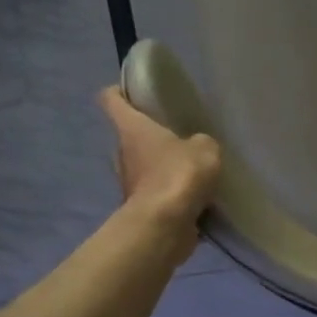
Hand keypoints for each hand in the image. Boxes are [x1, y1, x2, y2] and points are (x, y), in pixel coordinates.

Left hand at [100, 87, 222, 248]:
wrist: (165, 225)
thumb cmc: (178, 174)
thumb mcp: (205, 148)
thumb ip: (201, 142)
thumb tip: (196, 148)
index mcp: (131, 128)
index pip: (111, 99)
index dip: (120, 91)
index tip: (135, 91)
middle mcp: (122, 152)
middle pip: (130, 135)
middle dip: (151, 133)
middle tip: (178, 132)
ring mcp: (129, 182)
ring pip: (143, 165)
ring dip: (162, 165)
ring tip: (191, 165)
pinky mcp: (141, 207)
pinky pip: (157, 192)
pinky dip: (170, 192)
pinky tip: (195, 194)